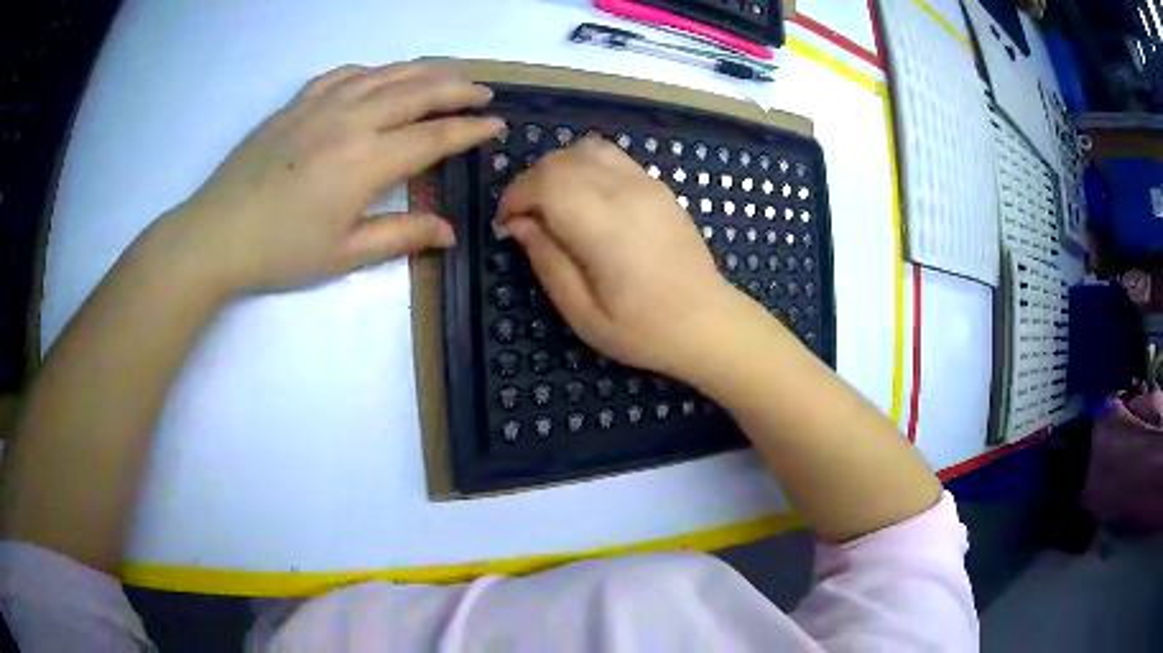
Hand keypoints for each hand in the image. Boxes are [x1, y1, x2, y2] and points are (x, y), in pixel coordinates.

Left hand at [170, 63, 503, 292]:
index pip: (433, 137)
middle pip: (418, 91)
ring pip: (386, 74)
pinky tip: (381, 76)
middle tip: (483, 93)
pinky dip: (374, 71)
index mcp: (366, 161)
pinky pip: (345, 73)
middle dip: (458, 89)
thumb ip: (401, 236)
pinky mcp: (298, 102)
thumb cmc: (281, 250)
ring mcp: (322, 104)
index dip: (469, 130)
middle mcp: (351, 119)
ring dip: (423, 71)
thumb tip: (449, 233)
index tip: (496, 126)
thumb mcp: (345, 254)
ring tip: (448, 74)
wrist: (217, 234)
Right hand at [497, 136, 740, 378]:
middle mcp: (625, 193)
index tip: (506, 224)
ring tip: (553, 203)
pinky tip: (585, 196)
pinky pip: (612, 156)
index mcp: (604, 227)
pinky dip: (586, 165)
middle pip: (561, 160)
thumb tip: (520, 224)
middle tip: (524, 219)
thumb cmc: (645, 330)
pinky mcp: (658, 186)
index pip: (545, 182)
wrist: (709, 323)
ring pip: (586, 149)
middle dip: (530, 182)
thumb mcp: (584, 314)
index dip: (515, 196)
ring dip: (558, 168)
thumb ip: (548, 263)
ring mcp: (646, 184)